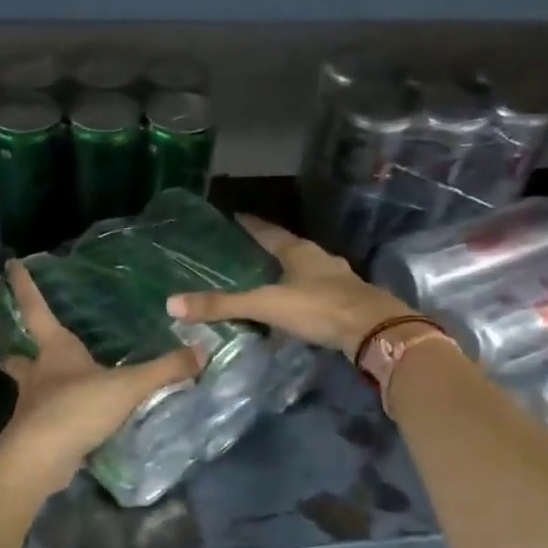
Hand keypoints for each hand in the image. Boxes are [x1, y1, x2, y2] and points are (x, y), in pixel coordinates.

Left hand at [0, 259, 203, 490]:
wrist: (41, 459)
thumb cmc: (77, 408)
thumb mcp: (128, 386)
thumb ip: (165, 370)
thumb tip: (202, 351)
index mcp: (55, 351)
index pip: (35, 309)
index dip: (24, 286)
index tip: (10, 266)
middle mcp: (38, 374)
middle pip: (21, 357)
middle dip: (20, 352)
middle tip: (22, 349)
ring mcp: (32, 406)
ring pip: (28, 389)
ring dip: (35, 385)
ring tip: (49, 386)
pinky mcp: (35, 435)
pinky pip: (43, 420)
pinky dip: (51, 417)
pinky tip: (69, 422)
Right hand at [166, 215, 410, 358]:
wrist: (374, 331)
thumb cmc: (319, 308)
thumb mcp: (267, 305)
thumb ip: (223, 306)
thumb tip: (172, 304)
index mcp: (299, 252)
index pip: (268, 231)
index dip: (250, 225)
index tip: (235, 216)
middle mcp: (319, 259)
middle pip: (289, 248)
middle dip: (269, 248)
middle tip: (246, 250)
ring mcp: (338, 280)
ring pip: (306, 270)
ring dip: (288, 272)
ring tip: (268, 278)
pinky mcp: (348, 301)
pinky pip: (318, 292)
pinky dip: (302, 295)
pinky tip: (295, 307)